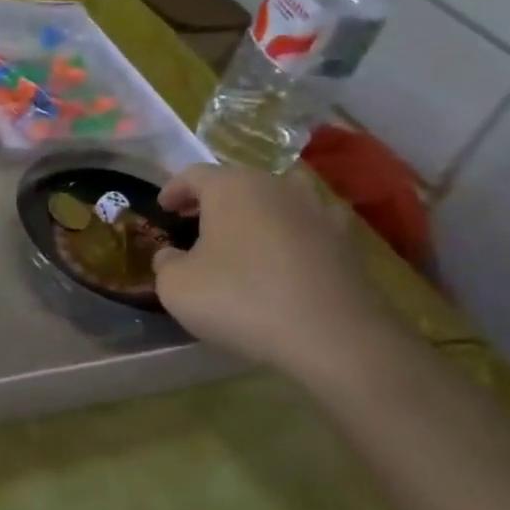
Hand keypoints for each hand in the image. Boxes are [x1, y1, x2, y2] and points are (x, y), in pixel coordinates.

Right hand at [153, 163, 399, 378]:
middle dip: (213, 200)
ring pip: (277, 201)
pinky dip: (293, 236)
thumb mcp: (177, 287)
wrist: (333, 335)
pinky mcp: (346, 242)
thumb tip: (172, 256)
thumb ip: (166, 264)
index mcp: (230, 186)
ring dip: (256, 213)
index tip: (163, 207)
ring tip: (243, 237)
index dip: (174, 189)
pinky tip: (286, 257)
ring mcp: (316, 211)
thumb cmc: (240, 298)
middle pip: (237, 182)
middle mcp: (275, 185)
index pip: (194, 174)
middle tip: (195, 222)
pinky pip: (309, 228)